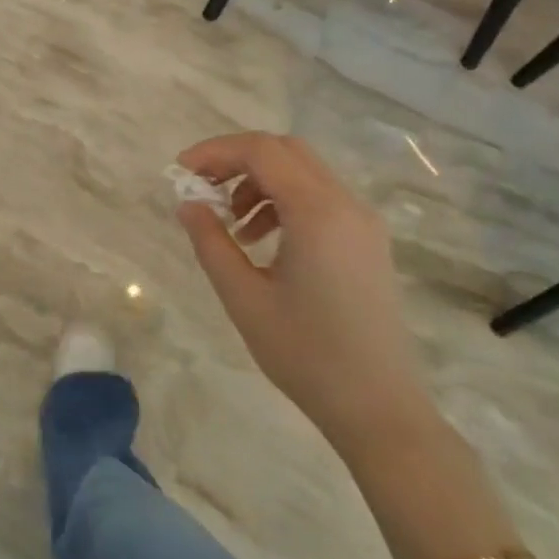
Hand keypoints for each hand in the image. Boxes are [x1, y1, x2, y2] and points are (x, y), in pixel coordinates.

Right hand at [175, 133, 435, 453]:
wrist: (378, 407)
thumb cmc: (305, 354)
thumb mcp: (244, 297)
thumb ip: (211, 242)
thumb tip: (188, 204)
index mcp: (318, 213)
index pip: (261, 151)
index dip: (215, 151)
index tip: (180, 171)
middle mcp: (347, 204)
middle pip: (285, 151)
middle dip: (236, 159)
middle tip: (201, 186)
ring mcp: (363, 222)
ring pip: (303, 171)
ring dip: (259, 180)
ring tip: (230, 223)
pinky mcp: (367, 240)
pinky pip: (320, 197)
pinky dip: (283, 200)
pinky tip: (260, 239)